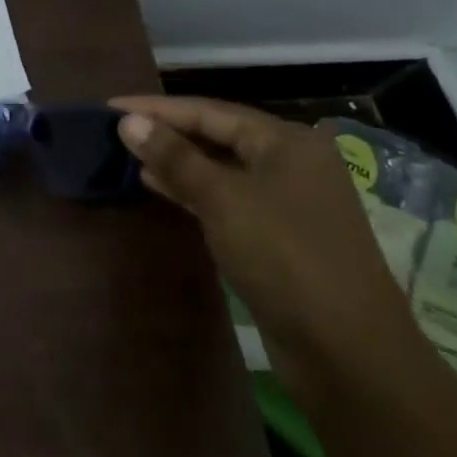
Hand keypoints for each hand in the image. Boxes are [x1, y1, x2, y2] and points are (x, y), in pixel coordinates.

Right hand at [110, 95, 422, 399]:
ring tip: (128, 154)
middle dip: (166, 131)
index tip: (109, 107)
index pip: (208, 110)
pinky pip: (226, 197)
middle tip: (117, 129)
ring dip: (176, 160)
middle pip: (217, 134)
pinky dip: (192, 189)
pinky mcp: (278, 234)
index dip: (156, 108)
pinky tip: (158, 186)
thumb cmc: (284, 257)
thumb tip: (128, 121)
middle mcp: (290, 162)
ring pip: (220, 167)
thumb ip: (174, 157)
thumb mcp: (223, 199)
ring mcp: (287, 200)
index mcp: (286, 141)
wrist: (347, 350)